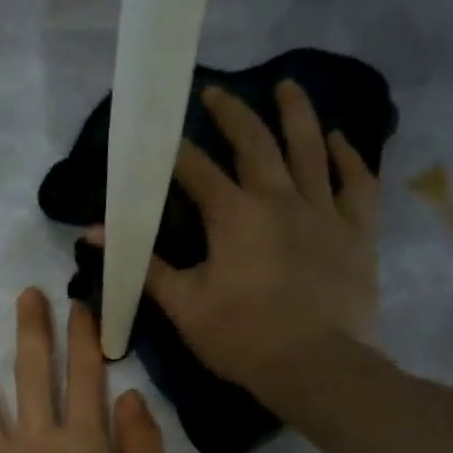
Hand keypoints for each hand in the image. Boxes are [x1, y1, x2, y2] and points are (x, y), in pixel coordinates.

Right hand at [86, 81, 379, 409]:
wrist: (315, 366)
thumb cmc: (241, 338)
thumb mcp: (183, 305)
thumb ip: (144, 265)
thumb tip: (94, 235)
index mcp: (234, 215)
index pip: (197, 170)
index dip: (174, 150)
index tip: (159, 133)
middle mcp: (280, 198)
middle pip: (255, 144)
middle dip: (232, 114)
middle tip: (216, 92)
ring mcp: (324, 211)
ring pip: (310, 149)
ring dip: (296, 114)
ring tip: (287, 86)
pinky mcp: (357, 231)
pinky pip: (357, 183)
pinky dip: (349, 157)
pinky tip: (340, 139)